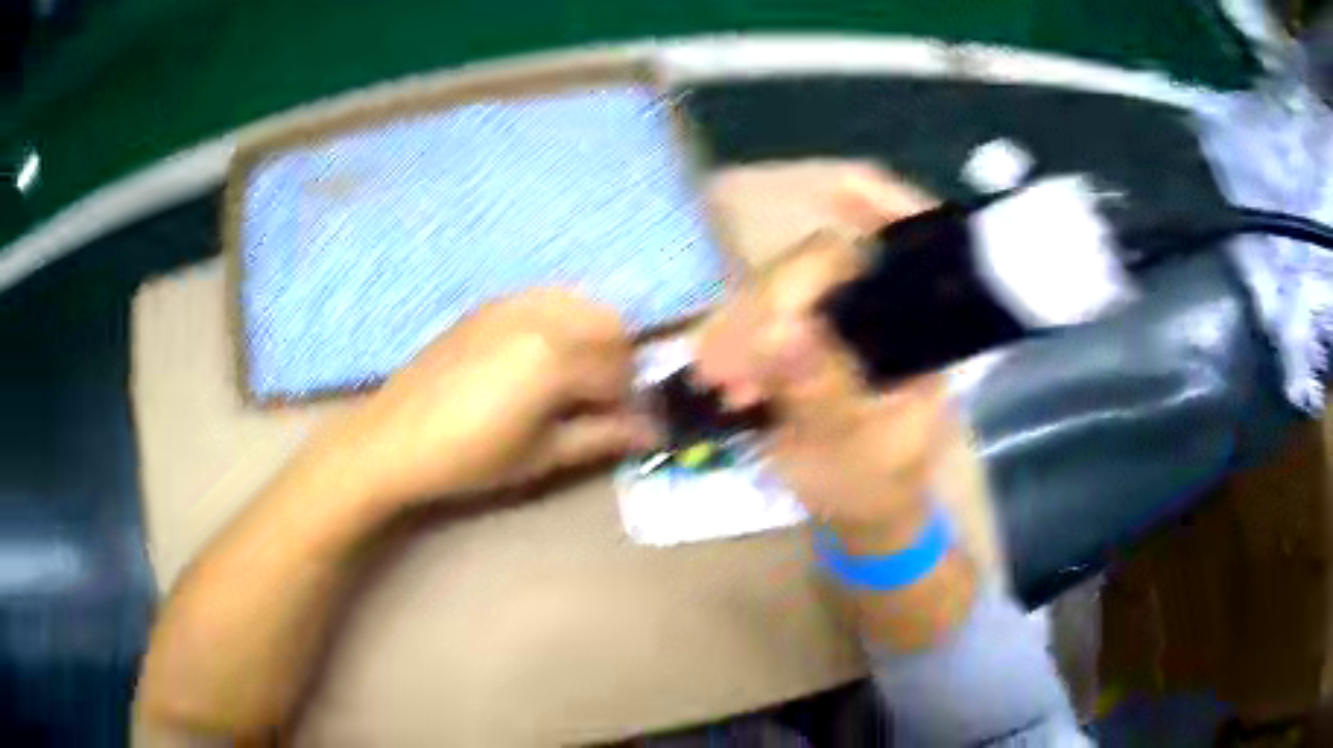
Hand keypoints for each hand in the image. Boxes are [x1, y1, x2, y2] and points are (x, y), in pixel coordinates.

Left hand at [325, 289, 655, 508]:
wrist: (395, 439)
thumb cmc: (470, 458)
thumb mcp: (541, 455)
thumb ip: (602, 437)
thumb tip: (652, 433)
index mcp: (554, 357)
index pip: (619, 372)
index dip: (631, 404)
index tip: (630, 427)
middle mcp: (540, 316)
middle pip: (610, 326)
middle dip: (619, 363)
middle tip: (604, 402)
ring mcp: (512, 303)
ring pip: (582, 304)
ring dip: (595, 337)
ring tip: (577, 378)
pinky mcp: (490, 304)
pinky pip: (547, 298)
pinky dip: (564, 319)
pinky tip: (545, 356)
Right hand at [698, 173, 950, 550]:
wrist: (863, 512)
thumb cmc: (875, 485)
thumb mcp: (853, 449)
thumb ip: (821, 391)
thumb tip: (778, 330)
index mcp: (920, 328)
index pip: (905, 244)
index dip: (869, 216)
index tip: (822, 214)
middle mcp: (884, 307)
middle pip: (823, 262)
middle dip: (768, 305)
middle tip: (727, 365)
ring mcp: (841, 317)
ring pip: (783, 286)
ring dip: (742, 327)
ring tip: (720, 382)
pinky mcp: (808, 334)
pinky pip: (763, 314)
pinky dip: (736, 339)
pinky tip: (722, 374)